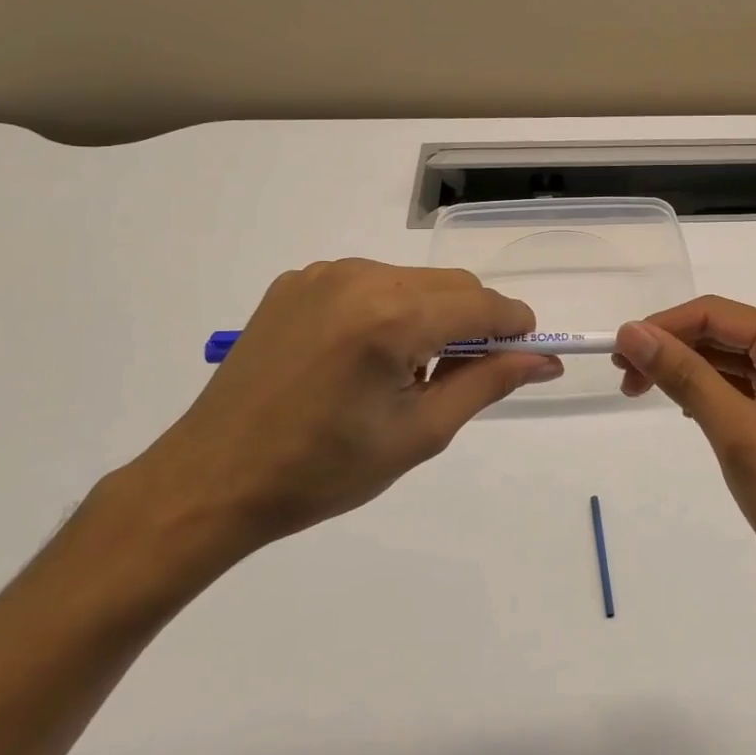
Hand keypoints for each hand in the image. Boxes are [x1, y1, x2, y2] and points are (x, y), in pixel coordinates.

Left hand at [137, 260, 559, 550]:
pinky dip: (388, 309)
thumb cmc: (322, 471)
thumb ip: (487, 383)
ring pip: (413, 280)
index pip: (483, 305)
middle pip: (452, 285)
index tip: (526, 356)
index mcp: (392, 318)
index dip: (514, 328)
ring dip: (431, 315)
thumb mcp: (419, 433)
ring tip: (405, 372)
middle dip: (474, 323)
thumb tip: (543, 361)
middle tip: (461, 377)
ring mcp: (324, 274)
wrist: (212, 480)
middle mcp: (361, 278)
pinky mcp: (296, 282)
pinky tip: (364, 356)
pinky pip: (370, 283)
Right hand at [614, 297, 755, 607]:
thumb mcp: (738, 435)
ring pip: (728, 357)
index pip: (715, 313)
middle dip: (670, 348)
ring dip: (685, 370)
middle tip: (624, 380)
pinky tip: (684, 407)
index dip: (661, 327)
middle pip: (721, 331)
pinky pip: (742, 383)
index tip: (616, 354)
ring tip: (641, 392)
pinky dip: (708, 390)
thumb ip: (686, 376)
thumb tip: (632, 332)